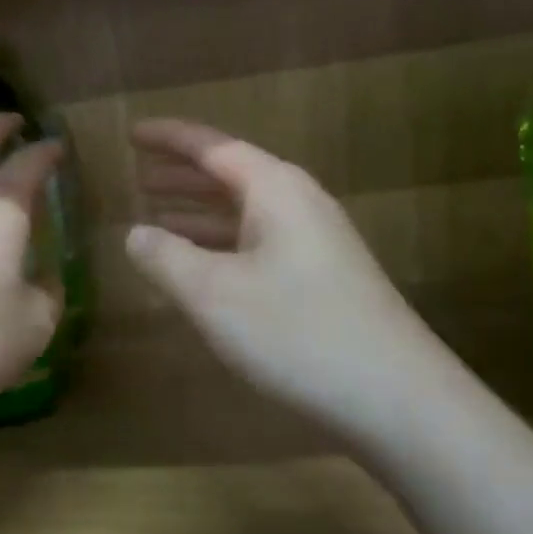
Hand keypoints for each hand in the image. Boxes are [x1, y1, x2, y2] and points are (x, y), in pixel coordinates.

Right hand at [125, 119, 440, 425]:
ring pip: (243, 211)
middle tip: (137, 175)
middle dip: (181, 174)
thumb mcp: (213, 294)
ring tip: (155, 215)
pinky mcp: (322, 278)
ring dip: (199, 211)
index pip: (212, 146)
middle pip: (229, 174)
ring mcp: (315, 241)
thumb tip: (135, 234)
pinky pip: (257, 242)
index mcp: (274, 189)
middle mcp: (298, 203)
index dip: (168, 138)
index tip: (132, 132)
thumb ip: (165, 257)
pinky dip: (221, 244)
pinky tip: (199, 266)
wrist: (400, 401)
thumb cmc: (298, 333)